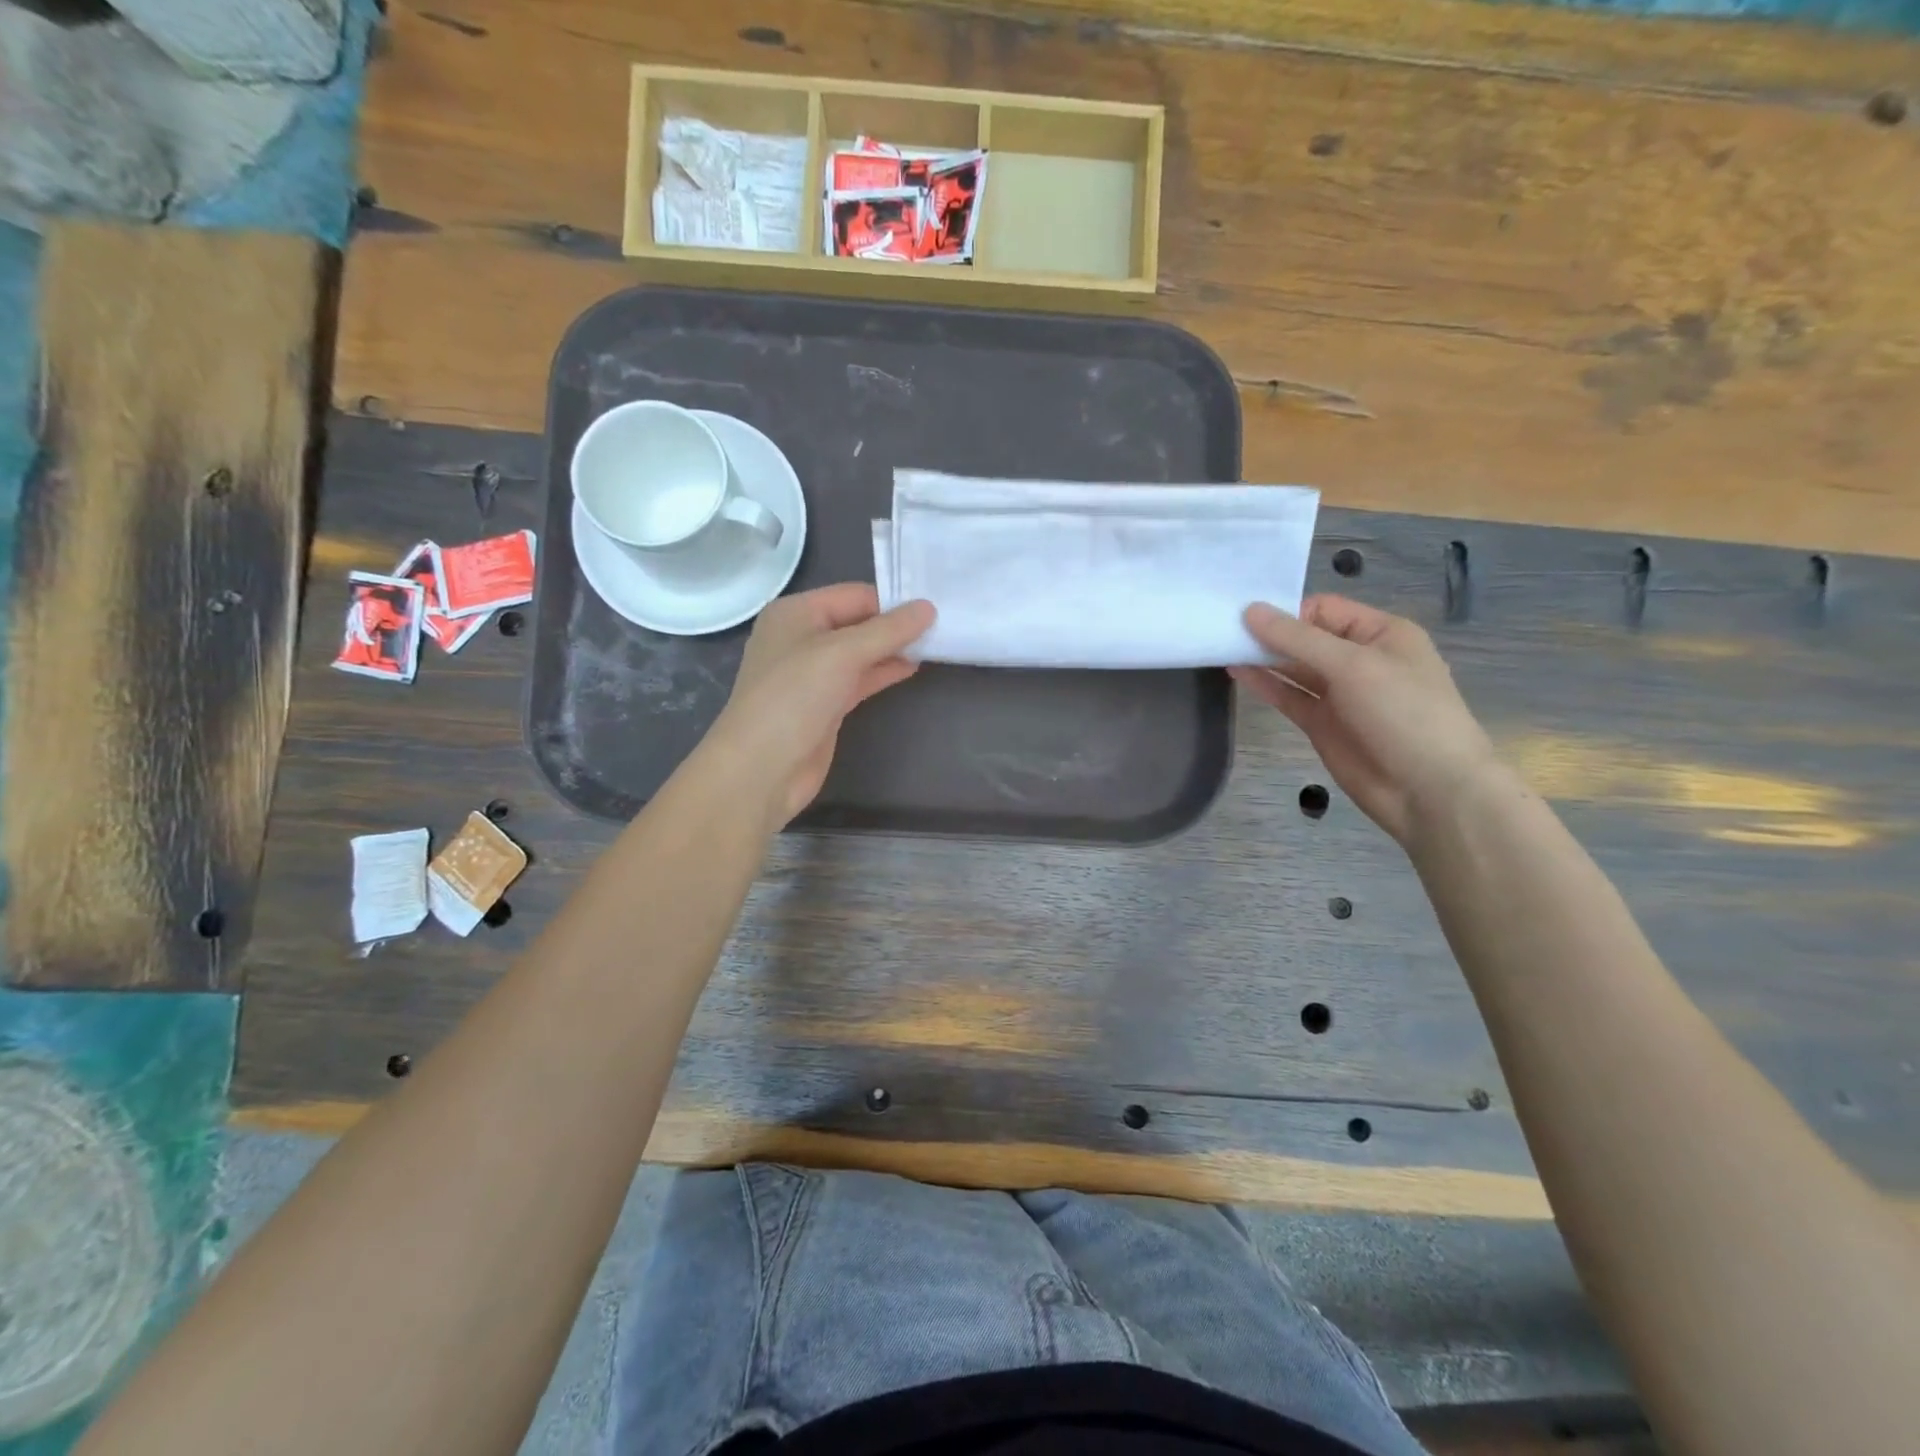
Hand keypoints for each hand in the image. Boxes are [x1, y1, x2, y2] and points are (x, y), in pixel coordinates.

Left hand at [708, 584, 935, 827]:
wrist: (762, 768)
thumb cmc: (794, 698)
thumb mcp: (842, 654)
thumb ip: (888, 630)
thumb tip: (928, 607)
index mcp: (795, 612)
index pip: (854, 595)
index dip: (892, 601)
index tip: (934, 608)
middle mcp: (801, 637)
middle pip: (858, 622)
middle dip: (895, 625)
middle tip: (943, 625)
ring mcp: (812, 673)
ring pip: (860, 652)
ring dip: (893, 649)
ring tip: (936, 646)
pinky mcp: (824, 704)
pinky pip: (859, 679)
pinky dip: (883, 672)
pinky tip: (912, 668)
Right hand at [1231, 595, 1498, 844]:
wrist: (1427, 789)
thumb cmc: (1402, 713)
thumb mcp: (1352, 665)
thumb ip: (1297, 639)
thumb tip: (1250, 611)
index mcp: (1381, 634)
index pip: (1325, 609)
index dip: (1287, 611)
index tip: (1246, 616)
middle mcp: (1360, 659)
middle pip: (1306, 637)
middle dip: (1269, 633)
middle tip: (1223, 628)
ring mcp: (1340, 694)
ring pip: (1294, 667)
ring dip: (1262, 657)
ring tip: (1221, 647)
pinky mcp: (1322, 723)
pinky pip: (1289, 696)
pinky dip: (1265, 684)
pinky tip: (1236, 672)